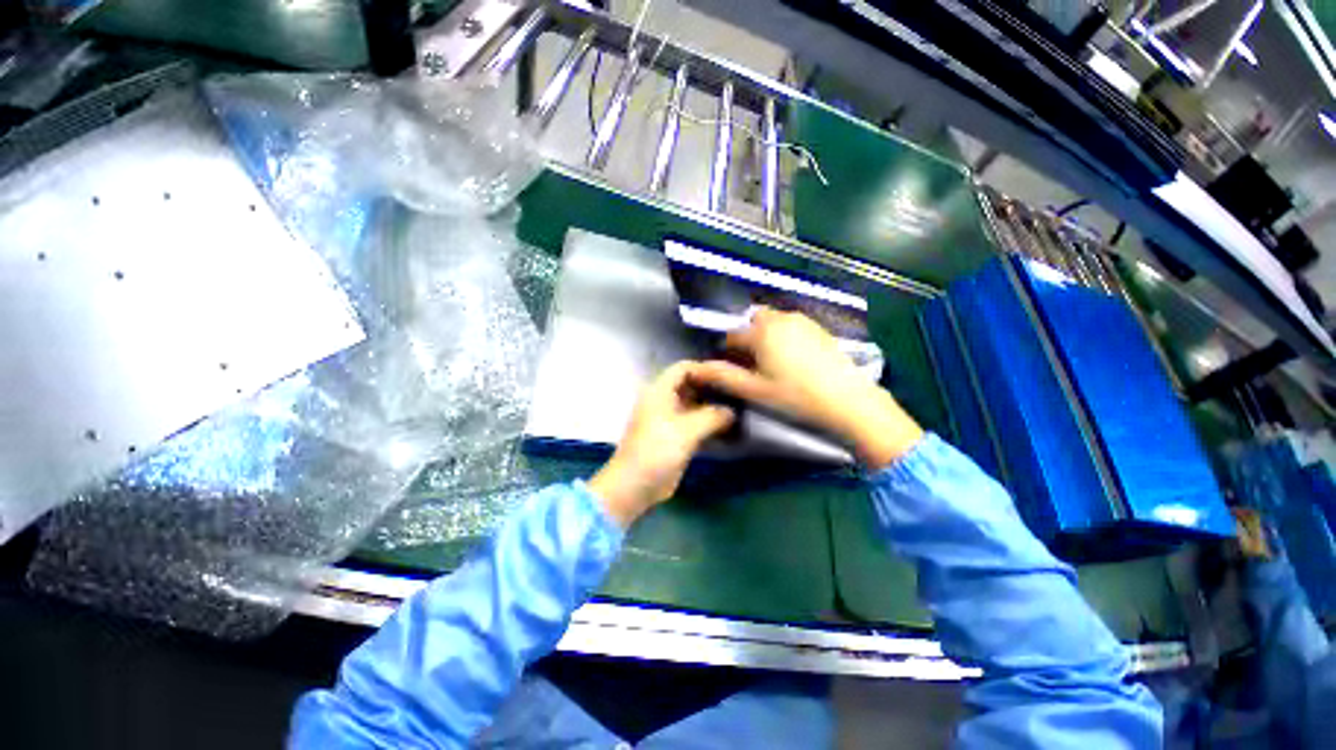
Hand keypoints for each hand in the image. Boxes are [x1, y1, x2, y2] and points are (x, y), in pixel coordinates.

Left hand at [589, 362, 735, 527]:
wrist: (635, 486)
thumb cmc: (657, 450)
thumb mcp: (687, 430)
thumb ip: (712, 416)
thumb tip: (732, 411)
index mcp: (659, 391)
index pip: (683, 368)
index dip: (704, 369)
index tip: (728, 377)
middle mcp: (663, 401)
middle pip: (690, 386)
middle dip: (712, 388)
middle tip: (738, 393)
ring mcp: (668, 420)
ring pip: (693, 405)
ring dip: (712, 407)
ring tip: (737, 408)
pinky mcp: (674, 438)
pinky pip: (694, 424)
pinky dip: (708, 423)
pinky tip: (727, 427)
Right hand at [692, 307, 923, 469]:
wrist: (848, 401)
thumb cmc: (795, 396)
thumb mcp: (755, 390)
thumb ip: (723, 377)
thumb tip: (695, 369)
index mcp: (761, 332)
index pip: (732, 336)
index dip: (728, 353)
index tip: (733, 370)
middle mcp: (780, 319)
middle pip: (753, 322)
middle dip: (748, 338)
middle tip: (754, 365)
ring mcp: (802, 321)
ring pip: (773, 322)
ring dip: (766, 336)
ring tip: (774, 364)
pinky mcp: (819, 328)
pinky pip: (792, 325)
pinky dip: (785, 336)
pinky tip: (794, 360)